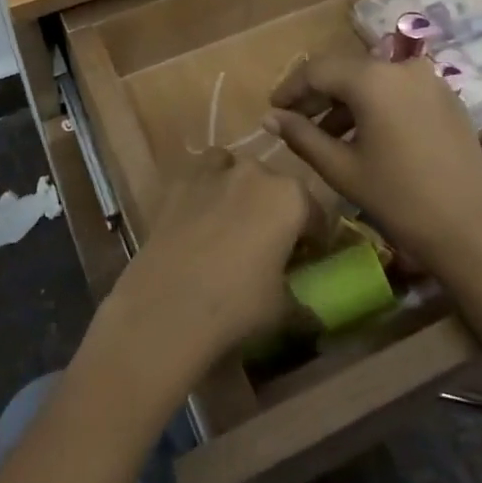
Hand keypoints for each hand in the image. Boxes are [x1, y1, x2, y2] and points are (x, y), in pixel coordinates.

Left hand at [96, 150, 312, 387]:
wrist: (167, 307)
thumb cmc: (238, 306)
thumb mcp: (284, 311)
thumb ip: (303, 302)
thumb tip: (314, 313)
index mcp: (290, 197)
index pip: (315, 214)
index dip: (314, 240)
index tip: (306, 261)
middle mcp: (255, 172)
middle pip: (275, 186)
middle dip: (275, 211)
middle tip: (268, 246)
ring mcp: (213, 172)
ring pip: (235, 169)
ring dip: (239, 189)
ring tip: (232, 225)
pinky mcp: (178, 182)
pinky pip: (201, 177)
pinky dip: (205, 191)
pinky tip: (199, 222)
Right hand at [266, 53, 481, 276]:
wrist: (471, 231)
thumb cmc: (399, 199)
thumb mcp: (341, 168)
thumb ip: (301, 135)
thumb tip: (269, 117)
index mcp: (373, 79)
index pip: (317, 70)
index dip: (291, 88)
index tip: (273, 109)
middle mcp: (402, 67)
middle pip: (346, 71)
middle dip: (318, 94)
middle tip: (295, 120)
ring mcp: (429, 80)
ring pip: (374, 80)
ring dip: (347, 101)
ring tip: (328, 134)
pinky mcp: (447, 98)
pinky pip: (399, 90)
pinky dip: (376, 105)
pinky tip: (366, 135)